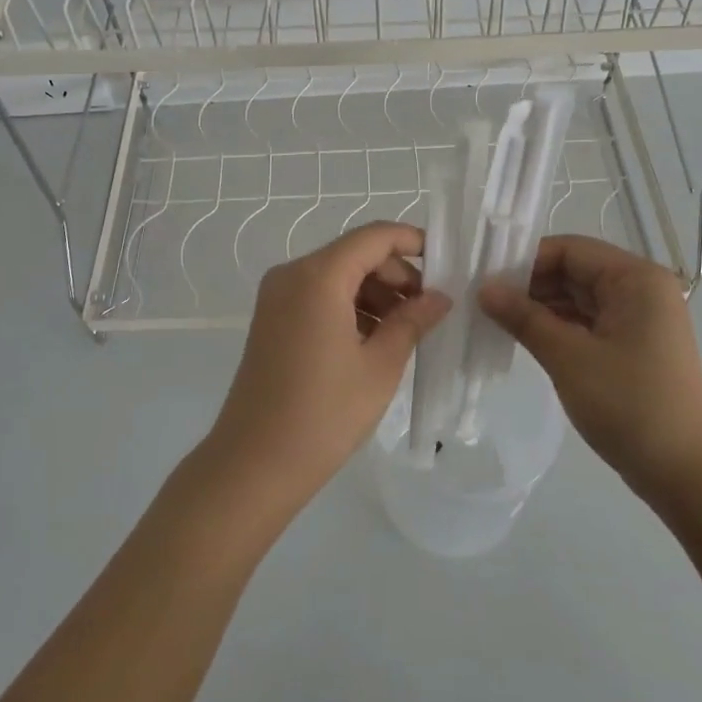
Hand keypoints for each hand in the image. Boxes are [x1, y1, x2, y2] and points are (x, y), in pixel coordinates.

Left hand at [202, 222, 450, 527]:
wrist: (255, 464)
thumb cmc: (324, 413)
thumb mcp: (380, 365)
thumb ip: (412, 321)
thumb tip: (439, 297)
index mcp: (318, 276)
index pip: (374, 237)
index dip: (412, 242)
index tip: (446, 264)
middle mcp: (292, 274)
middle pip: (355, 254)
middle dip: (396, 274)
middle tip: (429, 309)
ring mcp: (277, 297)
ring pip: (338, 275)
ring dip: (374, 293)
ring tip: (406, 330)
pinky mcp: (272, 319)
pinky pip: (319, 296)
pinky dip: (350, 307)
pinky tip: (374, 340)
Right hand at [480, 234, 701, 506]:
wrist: (684, 473)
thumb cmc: (628, 404)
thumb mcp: (568, 357)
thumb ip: (524, 317)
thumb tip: (484, 289)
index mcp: (636, 279)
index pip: (571, 249)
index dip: (526, 261)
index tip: (487, 280)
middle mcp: (643, 289)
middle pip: (576, 270)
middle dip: (532, 284)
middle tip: (485, 301)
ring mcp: (641, 319)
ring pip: (580, 298)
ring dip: (542, 307)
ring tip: (497, 320)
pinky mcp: (635, 346)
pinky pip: (590, 322)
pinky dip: (559, 327)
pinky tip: (527, 338)